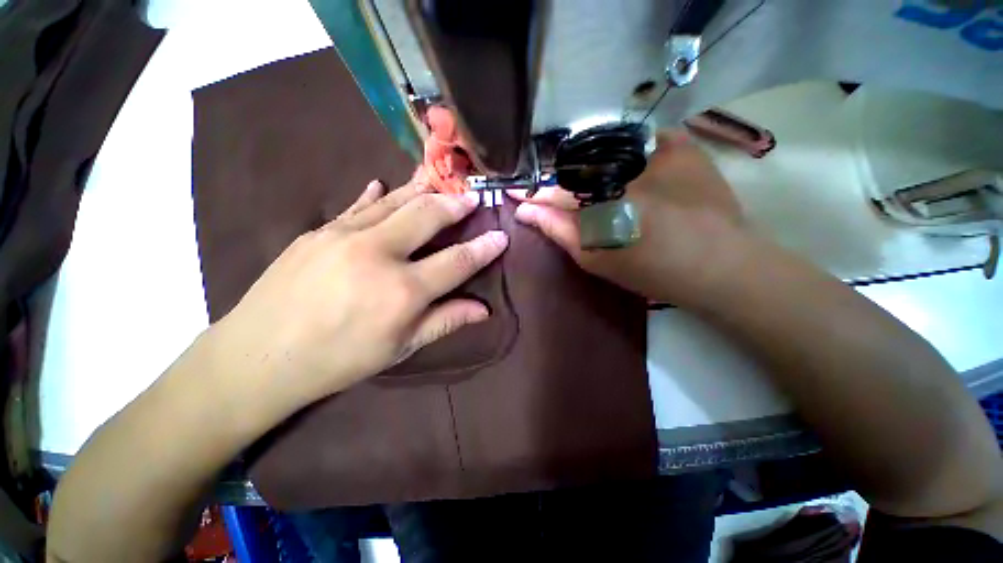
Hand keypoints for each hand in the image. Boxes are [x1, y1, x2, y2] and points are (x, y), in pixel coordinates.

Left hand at [211, 178, 507, 416]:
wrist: (258, 356)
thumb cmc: (339, 360)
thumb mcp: (400, 348)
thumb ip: (445, 321)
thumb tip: (483, 310)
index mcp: (403, 290)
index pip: (458, 261)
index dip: (484, 248)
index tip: (500, 236)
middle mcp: (379, 254)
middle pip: (429, 216)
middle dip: (456, 204)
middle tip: (472, 197)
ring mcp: (344, 235)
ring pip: (396, 202)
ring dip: (424, 190)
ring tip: (442, 181)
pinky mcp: (319, 230)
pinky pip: (358, 206)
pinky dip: (378, 195)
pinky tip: (385, 186)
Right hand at [513, 130, 747, 305]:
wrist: (719, 264)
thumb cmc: (651, 270)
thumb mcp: (596, 259)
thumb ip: (558, 231)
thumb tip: (527, 212)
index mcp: (599, 199)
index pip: (553, 190)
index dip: (532, 192)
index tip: (515, 191)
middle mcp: (621, 165)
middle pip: (573, 166)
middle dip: (557, 179)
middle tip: (550, 192)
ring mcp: (653, 149)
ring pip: (600, 148)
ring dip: (584, 163)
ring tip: (583, 183)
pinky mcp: (679, 143)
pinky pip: (635, 138)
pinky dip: (619, 150)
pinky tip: (618, 167)